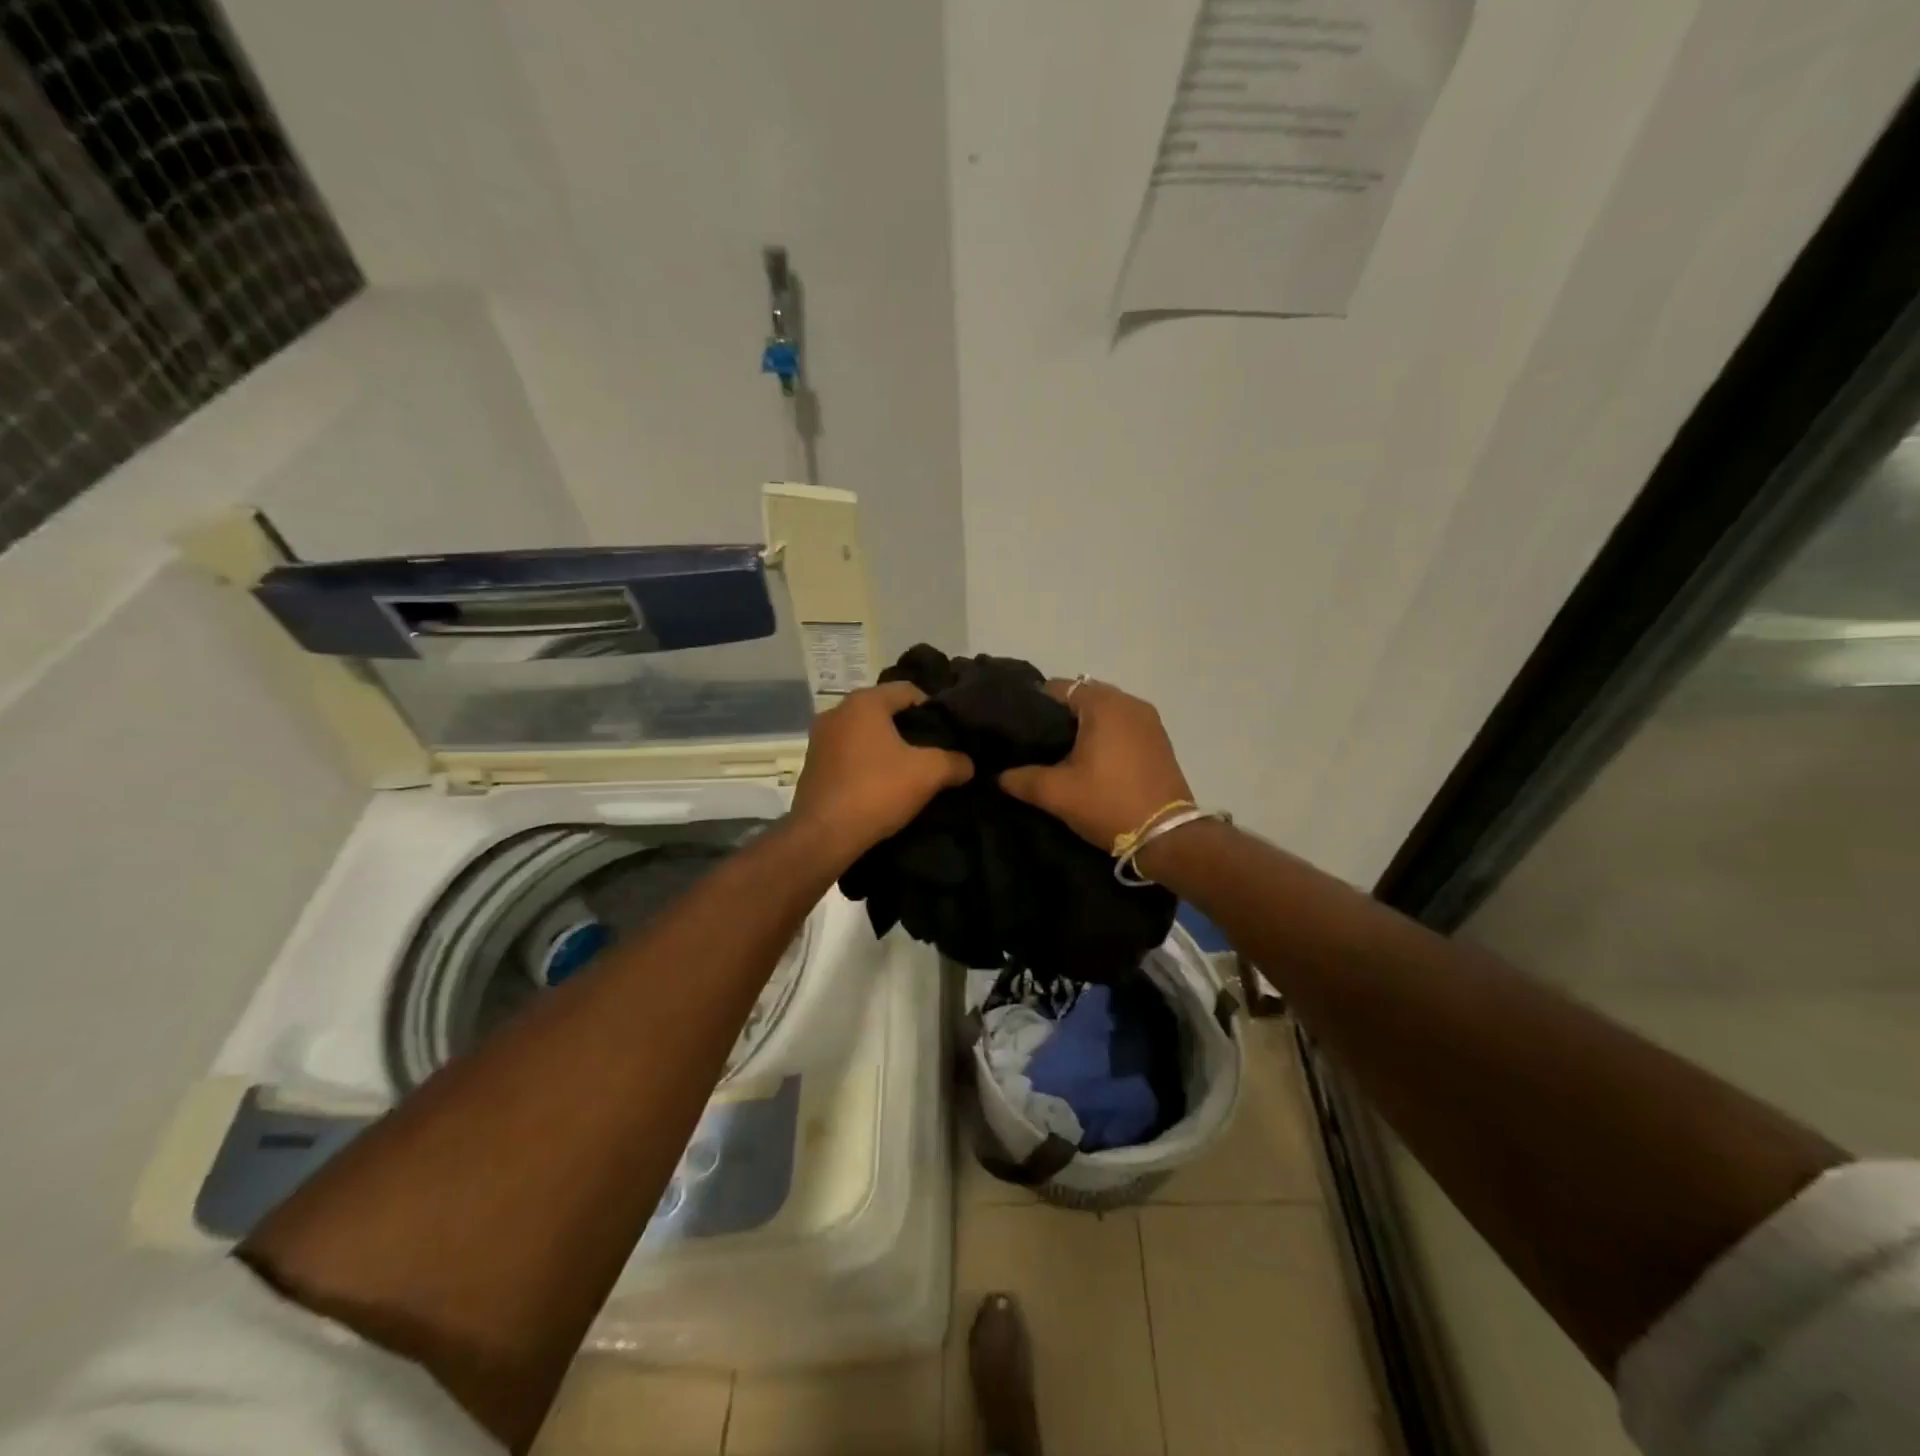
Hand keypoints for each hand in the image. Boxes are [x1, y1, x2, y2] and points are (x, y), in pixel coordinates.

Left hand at [791, 681, 973, 856]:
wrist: (823, 835)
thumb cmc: (877, 791)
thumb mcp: (928, 774)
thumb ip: (954, 762)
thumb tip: (968, 764)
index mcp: (864, 702)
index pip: (908, 690)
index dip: (933, 708)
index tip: (949, 733)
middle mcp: (837, 712)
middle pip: (885, 711)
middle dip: (910, 729)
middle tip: (933, 752)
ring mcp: (820, 739)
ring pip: (865, 733)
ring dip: (887, 747)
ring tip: (910, 770)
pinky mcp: (812, 765)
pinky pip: (849, 754)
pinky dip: (867, 763)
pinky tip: (882, 785)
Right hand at [998, 679, 1193, 851]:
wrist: (1167, 836)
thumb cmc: (1109, 803)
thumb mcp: (1057, 793)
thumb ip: (1021, 779)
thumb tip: (998, 775)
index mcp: (1104, 704)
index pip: (1057, 688)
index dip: (1033, 706)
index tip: (1017, 730)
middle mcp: (1129, 702)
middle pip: (1082, 698)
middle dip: (1059, 717)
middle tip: (1036, 745)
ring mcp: (1149, 721)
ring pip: (1104, 713)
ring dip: (1083, 728)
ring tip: (1061, 755)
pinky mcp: (1159, 740)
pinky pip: (1122, 727)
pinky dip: (1105, 737)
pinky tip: (1091, 762)